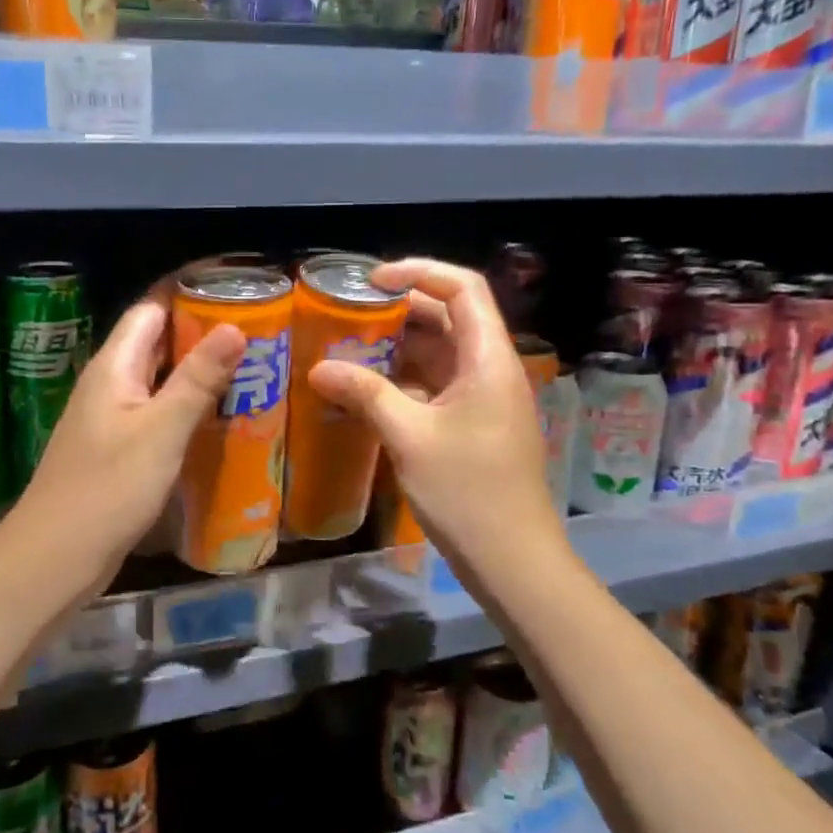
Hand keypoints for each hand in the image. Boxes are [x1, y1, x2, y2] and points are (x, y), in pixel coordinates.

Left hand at [8, 299, 243, 597]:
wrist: (55, 558)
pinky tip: (219, 416)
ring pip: (159, 379)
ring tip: (250, 367)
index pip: (151, 309)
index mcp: (114, 367)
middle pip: (156, 341)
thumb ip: (197, 378)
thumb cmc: (108, 489)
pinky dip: (186, 406)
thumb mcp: (161, 430)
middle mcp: (109, 384)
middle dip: (202, 331)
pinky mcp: (117, 449)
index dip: (189, 293)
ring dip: (197, 371)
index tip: (236, 288)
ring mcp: (111, 418)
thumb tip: (233, 325)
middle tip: (257, 330)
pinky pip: (156, 412)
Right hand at [308, 259, 559, 582]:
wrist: (513, 561)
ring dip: (398, 345)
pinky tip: (366, 388)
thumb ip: (365, 394)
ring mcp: (483, 398)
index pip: (463, 288)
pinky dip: (403, 378)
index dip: (419, 271)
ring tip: (348, 345)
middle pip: (450, 316)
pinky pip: (436, 384)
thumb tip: (319, 367)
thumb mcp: (409, 437)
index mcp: (488, 358)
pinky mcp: (473, 424)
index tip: (371, 281)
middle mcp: (490, 368)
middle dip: (400, 309)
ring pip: (440, 352)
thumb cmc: (468, 492)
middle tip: (349, 313)